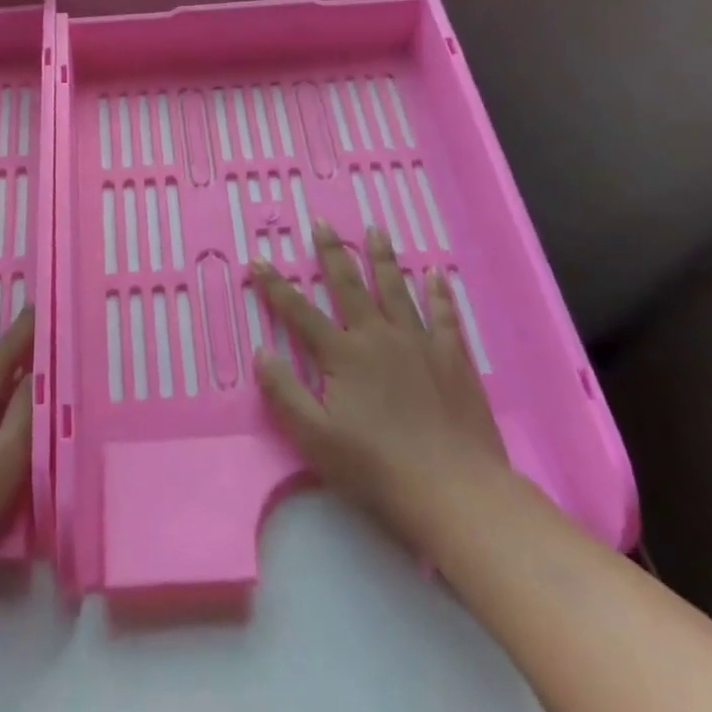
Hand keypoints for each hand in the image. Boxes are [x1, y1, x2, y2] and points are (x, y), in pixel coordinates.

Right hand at [251, 222, 511, 552]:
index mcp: (343, 355)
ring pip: (396, 289)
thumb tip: (261, 351)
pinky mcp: (453, 357)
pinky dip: (438, 291)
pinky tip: (435, 272)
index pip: (299, 312)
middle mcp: (378, 336)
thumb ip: (284, 392)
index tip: (259, 259)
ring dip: (382, 258)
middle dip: (331, 253)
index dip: (275, 286)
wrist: (453, 489)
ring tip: (375, 230)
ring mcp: (419, 343)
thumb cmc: (376, 468)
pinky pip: (443, 314)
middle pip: (349, 286)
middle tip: (322, 223)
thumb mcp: (314, 437)